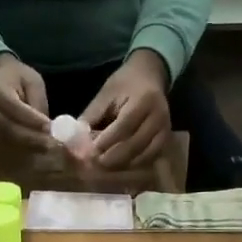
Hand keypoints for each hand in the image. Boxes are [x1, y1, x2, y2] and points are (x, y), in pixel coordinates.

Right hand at [0, 53, 51, 149]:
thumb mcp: (32, 81)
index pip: (12, 106)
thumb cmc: (18, 77)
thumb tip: (46, 127)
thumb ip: (37, 102)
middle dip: (31, 137)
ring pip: (8, 137)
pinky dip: (25, 145)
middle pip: (7, 126)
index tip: (49, 127)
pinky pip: (9, 141)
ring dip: (29, 144)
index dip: (30, 118)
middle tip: (51, 143)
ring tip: (49, 146)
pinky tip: (40, 146)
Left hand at [82, 51, 171, 170]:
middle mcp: (158, 117)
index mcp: (144, 101)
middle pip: (135, 144)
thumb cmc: (125, 83)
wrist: (150, 76)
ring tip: (102, 166)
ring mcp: (165, 130)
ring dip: (121, 164)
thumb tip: (76, 139)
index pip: (124, 126)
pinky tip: (118, 165)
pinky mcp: (166, 140)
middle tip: (93, 163)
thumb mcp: (106, 93)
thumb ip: (92, 115)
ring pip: (143, 155)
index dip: (106, 141)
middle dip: (112, 157)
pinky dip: (132, 164)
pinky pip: (149, 158)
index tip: (89, 151)